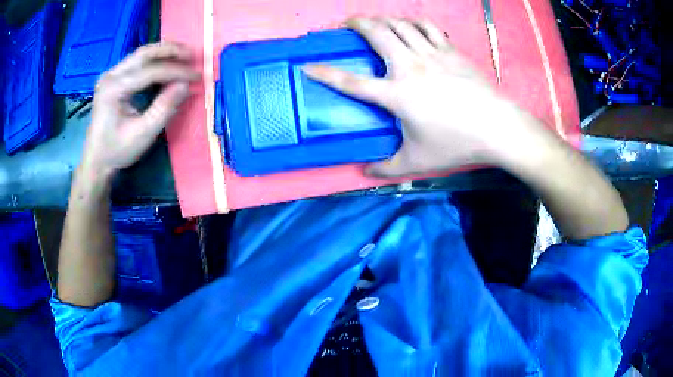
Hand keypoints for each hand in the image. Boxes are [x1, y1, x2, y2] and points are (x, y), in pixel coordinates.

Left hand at [80, 43, 198, 179]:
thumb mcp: (142, 134)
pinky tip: (167, 65)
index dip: (176, 71)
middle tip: (192, 54)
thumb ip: (164, 109)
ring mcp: (110, 75)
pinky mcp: (113, 78)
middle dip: (171, 51)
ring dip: (163, 52)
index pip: (150, 71)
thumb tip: (185, 85)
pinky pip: (136, 62)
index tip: (197, 75)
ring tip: (184, 56)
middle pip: (144, 53)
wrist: (96, 161)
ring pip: (141, 54)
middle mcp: (111, 75)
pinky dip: (154, 61)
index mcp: (114, 89)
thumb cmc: (117, 151)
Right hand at [304, 17, 536, 175]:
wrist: (497, 127)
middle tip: (347, 23)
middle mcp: (410, 66)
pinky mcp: (450, 51)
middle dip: (356, 23)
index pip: (352, 82)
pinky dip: (414, 22)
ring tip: (377, 22)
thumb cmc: (456, 143)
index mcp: (397, 94)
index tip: (307, 65)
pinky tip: (410, 25)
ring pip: (400, 24)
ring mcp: (432, 54)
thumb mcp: (418, 161)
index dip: (325, 73)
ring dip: (384, 19)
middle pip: (377, 34)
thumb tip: (366, 173)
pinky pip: (427, 27)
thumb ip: (387, 167)